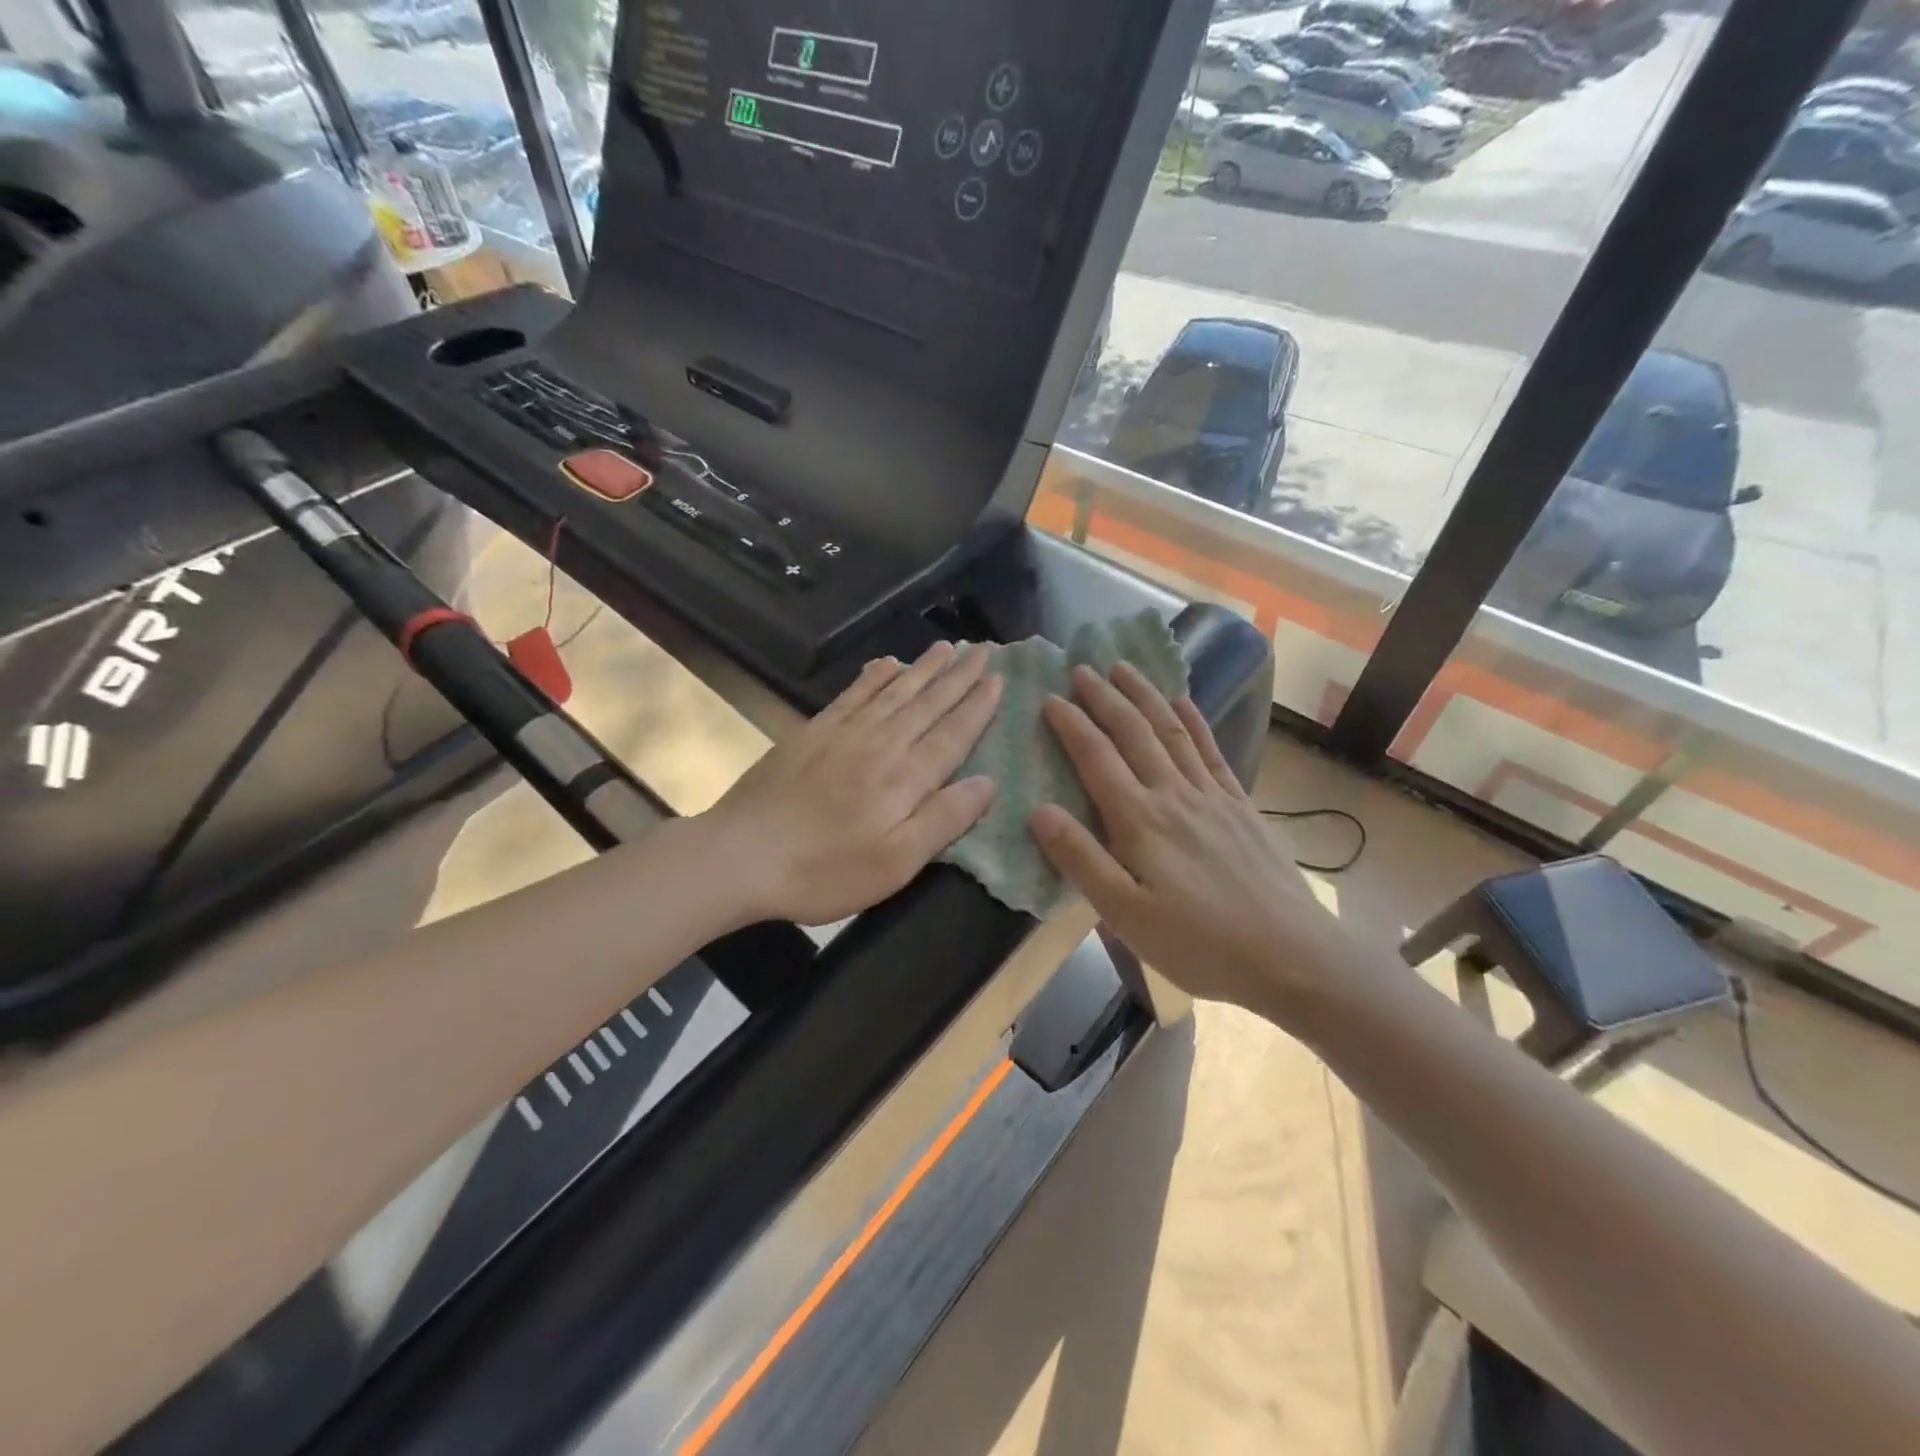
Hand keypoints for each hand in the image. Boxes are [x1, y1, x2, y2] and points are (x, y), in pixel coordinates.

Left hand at [697, 641, 1000, 926]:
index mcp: (906, 777)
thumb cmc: (824, 870)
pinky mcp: (812, 732)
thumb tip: (987, 782)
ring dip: (923, 668)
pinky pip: (853, 694)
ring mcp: (844, 733)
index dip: (978, 706)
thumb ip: (943, 819)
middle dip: (958, 676)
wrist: (741, 856)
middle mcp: (881, 743)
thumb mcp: (896, 863)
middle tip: (982, 649)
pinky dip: (874, 676)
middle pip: (927, 703)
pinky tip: (887, 663)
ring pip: (894, 691)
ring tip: (946, 646)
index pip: (953, 733)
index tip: (998, 679)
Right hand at [1029, 662, 1349, 1021]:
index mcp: (1140, 820)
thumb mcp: (1126, 916)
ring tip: (1124, 668)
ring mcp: (1212, 796)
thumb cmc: (1200, 945)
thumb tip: (1039, 810)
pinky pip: (1211, 751)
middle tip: (1081, 668)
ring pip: (1171, 731)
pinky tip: (1183, 702)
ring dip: (1145, 696)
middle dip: (1105, 697)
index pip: (1097, 758)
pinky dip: (1194, 721)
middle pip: (1134, 733)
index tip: (1049, 697)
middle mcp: (1174, 794)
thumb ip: (1081, 860)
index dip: (1071, 725)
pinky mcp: (1241, 805)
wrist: (1293, 957)